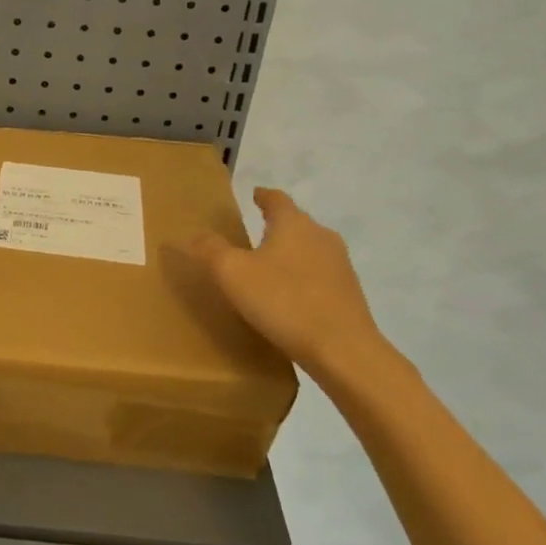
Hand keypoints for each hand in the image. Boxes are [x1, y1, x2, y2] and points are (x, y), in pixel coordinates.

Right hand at [185, 187, 403, 395]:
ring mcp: (340, 265)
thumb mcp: (232, 274)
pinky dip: (303, 278)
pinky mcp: (350, 294)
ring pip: (310, 249)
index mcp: (293, 224)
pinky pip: (320, 276)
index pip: (276, 199)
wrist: (342, 349)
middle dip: (276, 225)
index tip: (254, 195)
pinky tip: (291, 297)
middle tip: (254, 233)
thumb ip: (210, 250)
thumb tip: (195, 235)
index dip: (263, 196)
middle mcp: (321, 236)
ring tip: (270, 266)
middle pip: (296, 222)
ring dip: (291, 252)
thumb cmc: (283, 301)